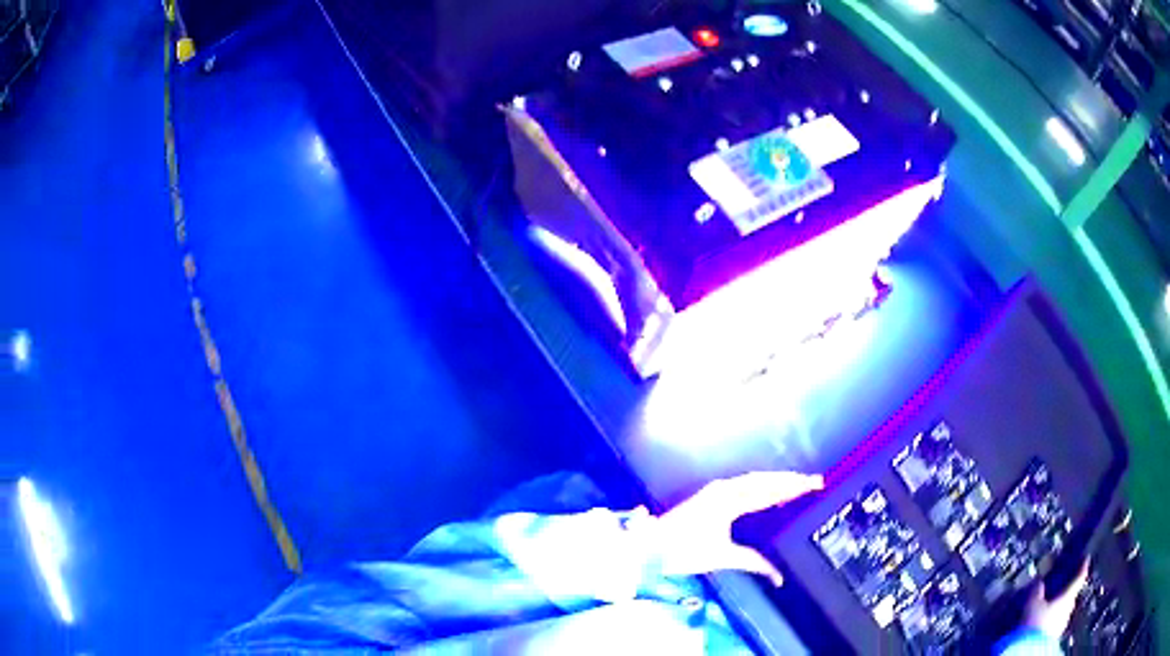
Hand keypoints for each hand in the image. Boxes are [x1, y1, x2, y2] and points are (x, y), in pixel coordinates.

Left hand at [644, 471, 823, 585]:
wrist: (651, 545)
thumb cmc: (684, 551)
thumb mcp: (722, 557)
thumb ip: (753, 563)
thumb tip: (778, 576)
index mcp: (730, 500)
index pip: (770, 490)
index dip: (794, 486)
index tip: (815, 483)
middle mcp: (725, 489)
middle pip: (764, 480)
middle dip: (790, 480)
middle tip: (814, 481)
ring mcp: (717, 490)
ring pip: (754, 480)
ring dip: (776, 480)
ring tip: (798, 484)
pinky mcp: (712, 496)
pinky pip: (744, 485)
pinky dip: (762, 485)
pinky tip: (770, 491)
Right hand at [1021, 560, 1090, 638]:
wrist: (1029, 651)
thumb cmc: (1035, 623)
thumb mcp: (1032, 605)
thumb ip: (1037, 591)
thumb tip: (1039, 581)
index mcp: (1068, 596)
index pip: (1079, 577)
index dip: (1083, 567)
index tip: (1086, 559)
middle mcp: (1069, 608)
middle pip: (1071, 596)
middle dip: (1066, 593)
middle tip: (1059, 590)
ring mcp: (1062, 624)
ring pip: (1063, 611)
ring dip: (1058, 609)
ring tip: (1048, 609)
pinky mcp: (1054, 637)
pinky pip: (1055, 624)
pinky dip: (1052, 621)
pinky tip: (1043, 624)